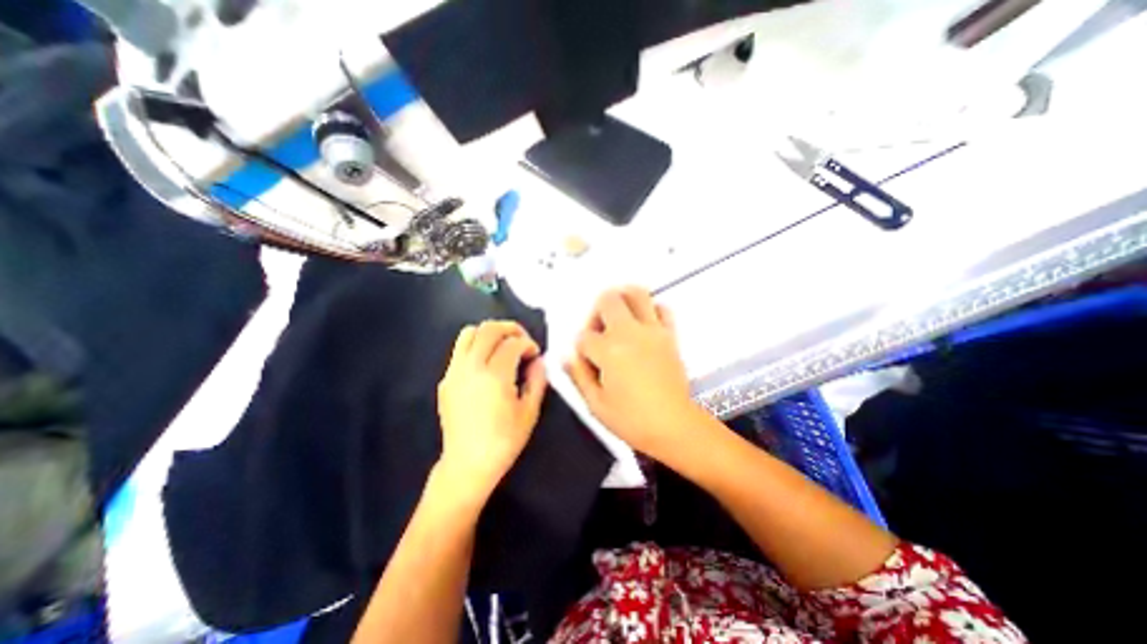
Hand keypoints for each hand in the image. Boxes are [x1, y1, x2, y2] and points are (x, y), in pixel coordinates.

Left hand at [439, 321, 548, 498]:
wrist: (467, 464)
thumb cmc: (504, 441)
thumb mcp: (529, 412)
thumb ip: (537, 380)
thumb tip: (539, 360)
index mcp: (495, 376)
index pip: (512, 343)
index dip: (528, 344)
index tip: (535, 354)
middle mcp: (471, 368)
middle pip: (489, 329)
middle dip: (510, 328)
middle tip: (522, 341)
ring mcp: (454, 372)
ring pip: (469, 333)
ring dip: (489, 333)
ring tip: (503, 345)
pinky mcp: (445, 379)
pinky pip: (459, 349)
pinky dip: (476, 345)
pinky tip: (487, 362)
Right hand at [564, 287, 699, 462]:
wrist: (675, 426)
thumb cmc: (632, 420)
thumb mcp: (596, 404)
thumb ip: (578, 375)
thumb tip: (567, 356)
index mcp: (609, 351)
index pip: (584, 336)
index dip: (580, 348)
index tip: (586, 361)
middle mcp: (629, 333)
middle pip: (607, 300)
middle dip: (596, 312)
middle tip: (598, 330)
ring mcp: (652, 331)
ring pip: (636, 293)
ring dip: (622, 299)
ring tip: (618, 316)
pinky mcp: (670, 335)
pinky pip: (662, 308)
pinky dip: (651, 309)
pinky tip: (644, 324)